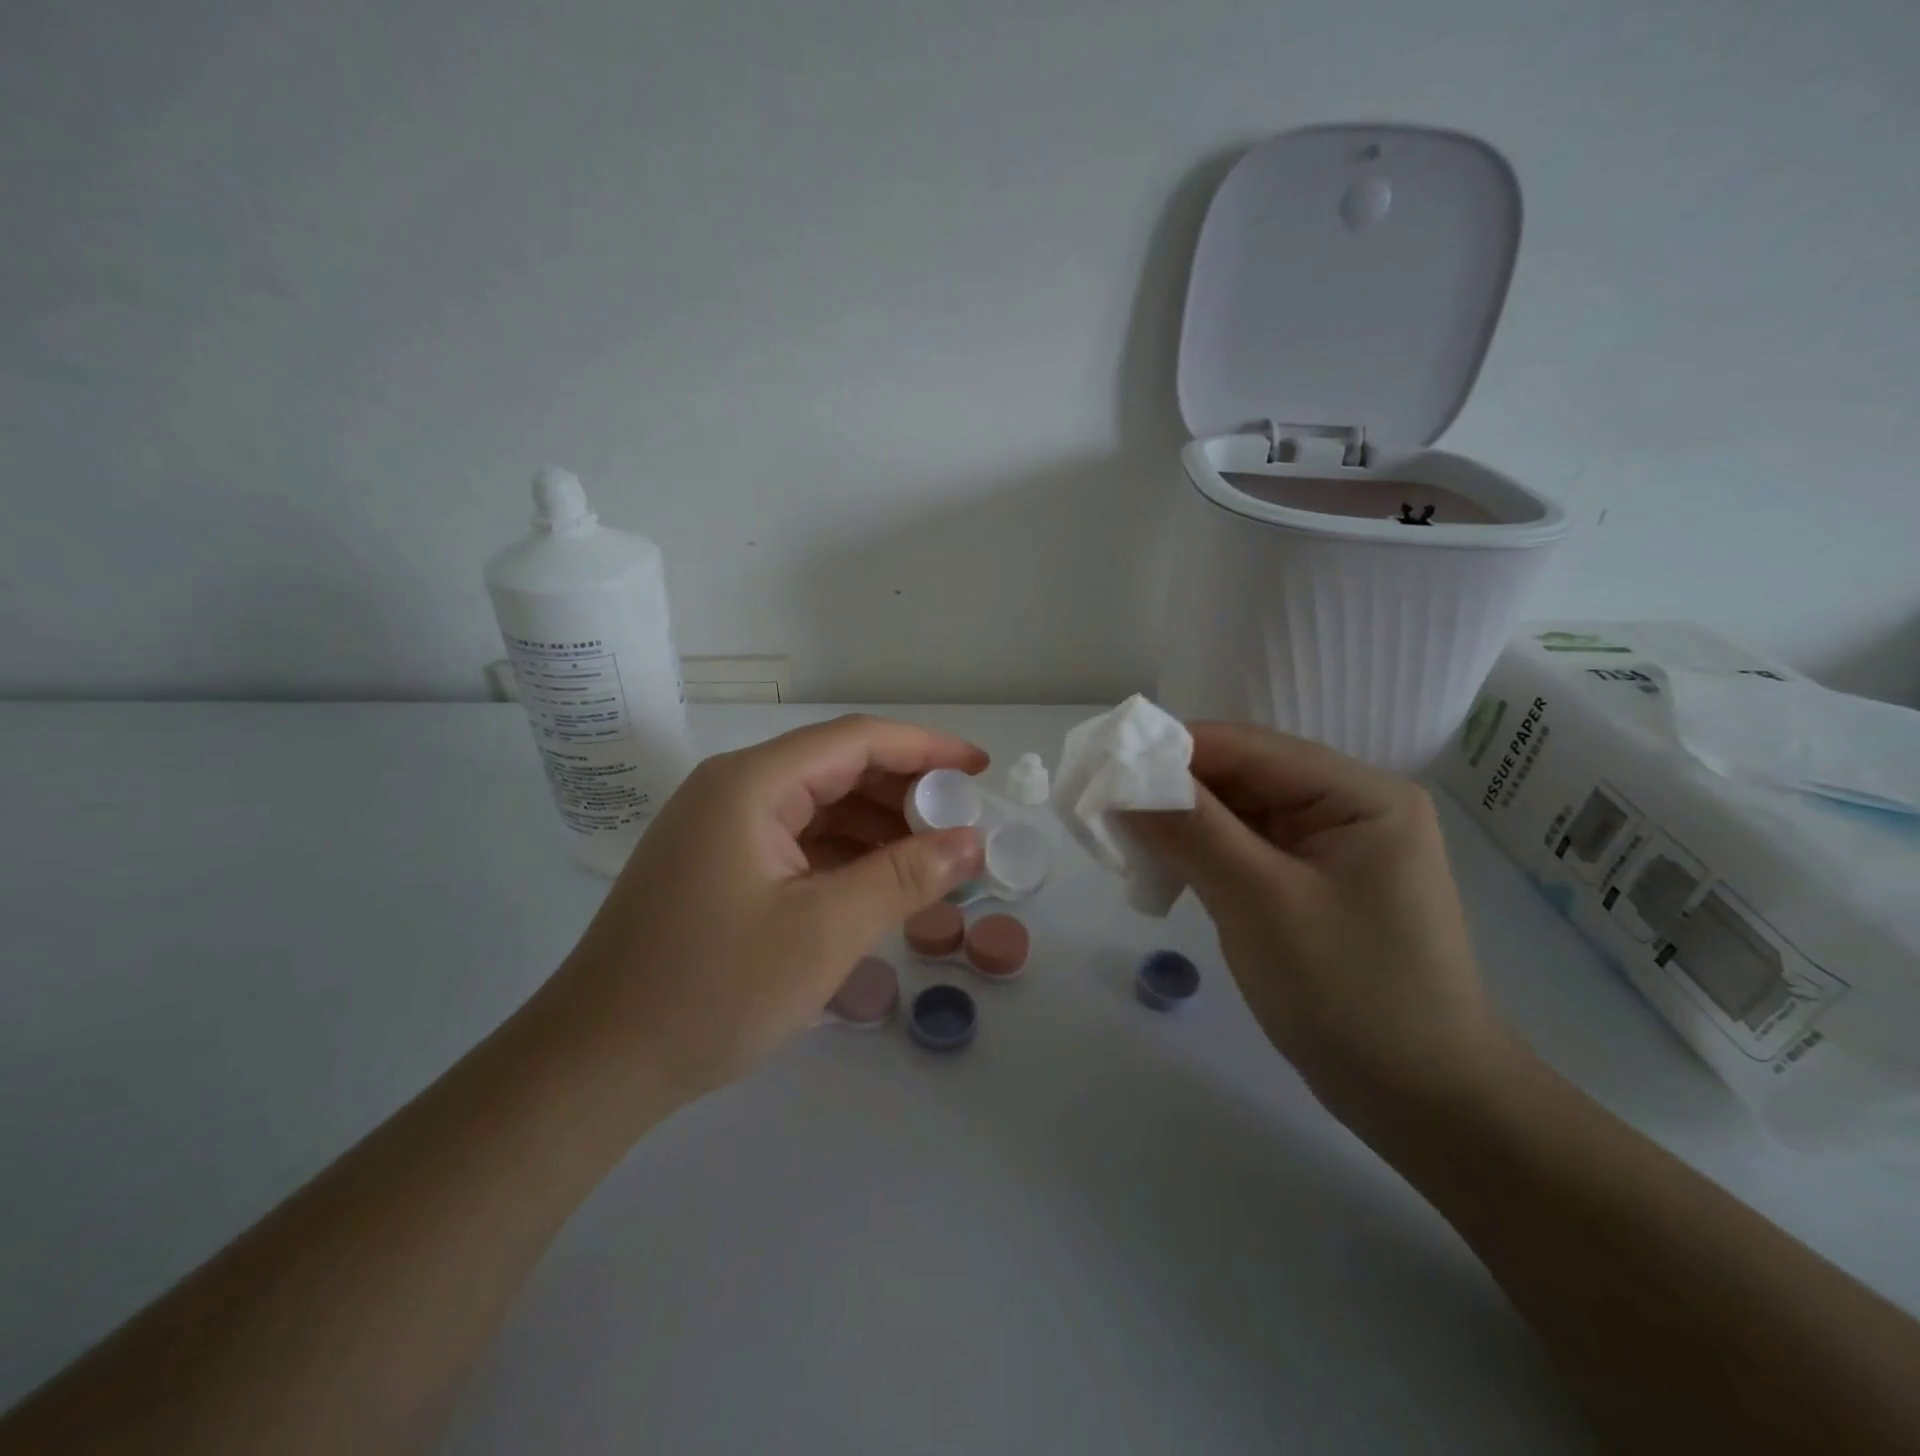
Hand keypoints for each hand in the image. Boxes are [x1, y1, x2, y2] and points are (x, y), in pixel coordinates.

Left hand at [536, 715, 987, 1107]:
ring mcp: (720, 829)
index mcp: (752, 783)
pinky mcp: (717, 866)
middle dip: (906, 794)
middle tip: (963, 829)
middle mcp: (734, 790)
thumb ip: (905, 877)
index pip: (858, 740)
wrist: (593, 1066)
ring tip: (933, 863)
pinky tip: (879, 887)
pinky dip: (844, 857)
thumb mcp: (825, 932)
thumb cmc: (711, 991)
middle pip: (838, 769)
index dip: (927, 748)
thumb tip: (971, 840)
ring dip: (878, 829)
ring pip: (819, 808)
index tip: (981, 770)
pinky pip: (797, 842)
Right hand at [1129, 722, 1505, 1117]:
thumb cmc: (1352, 994)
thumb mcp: (1263, 903)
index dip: (1173, 751)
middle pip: (1241, 778)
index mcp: (1359, 795)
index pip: (1249, 748)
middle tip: (1102, 809)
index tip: (1104, 766)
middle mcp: (1346, 808)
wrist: (1421, 1103)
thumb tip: (1122, 780)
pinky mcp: (1306, 886)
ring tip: (1121, 844)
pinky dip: (1198, 857)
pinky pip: (1241, 852)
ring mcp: (1326, 850)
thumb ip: (1192, 831)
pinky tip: (1160, 873)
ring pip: (1234, 816)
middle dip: (1172, 792)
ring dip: (1179, 826)